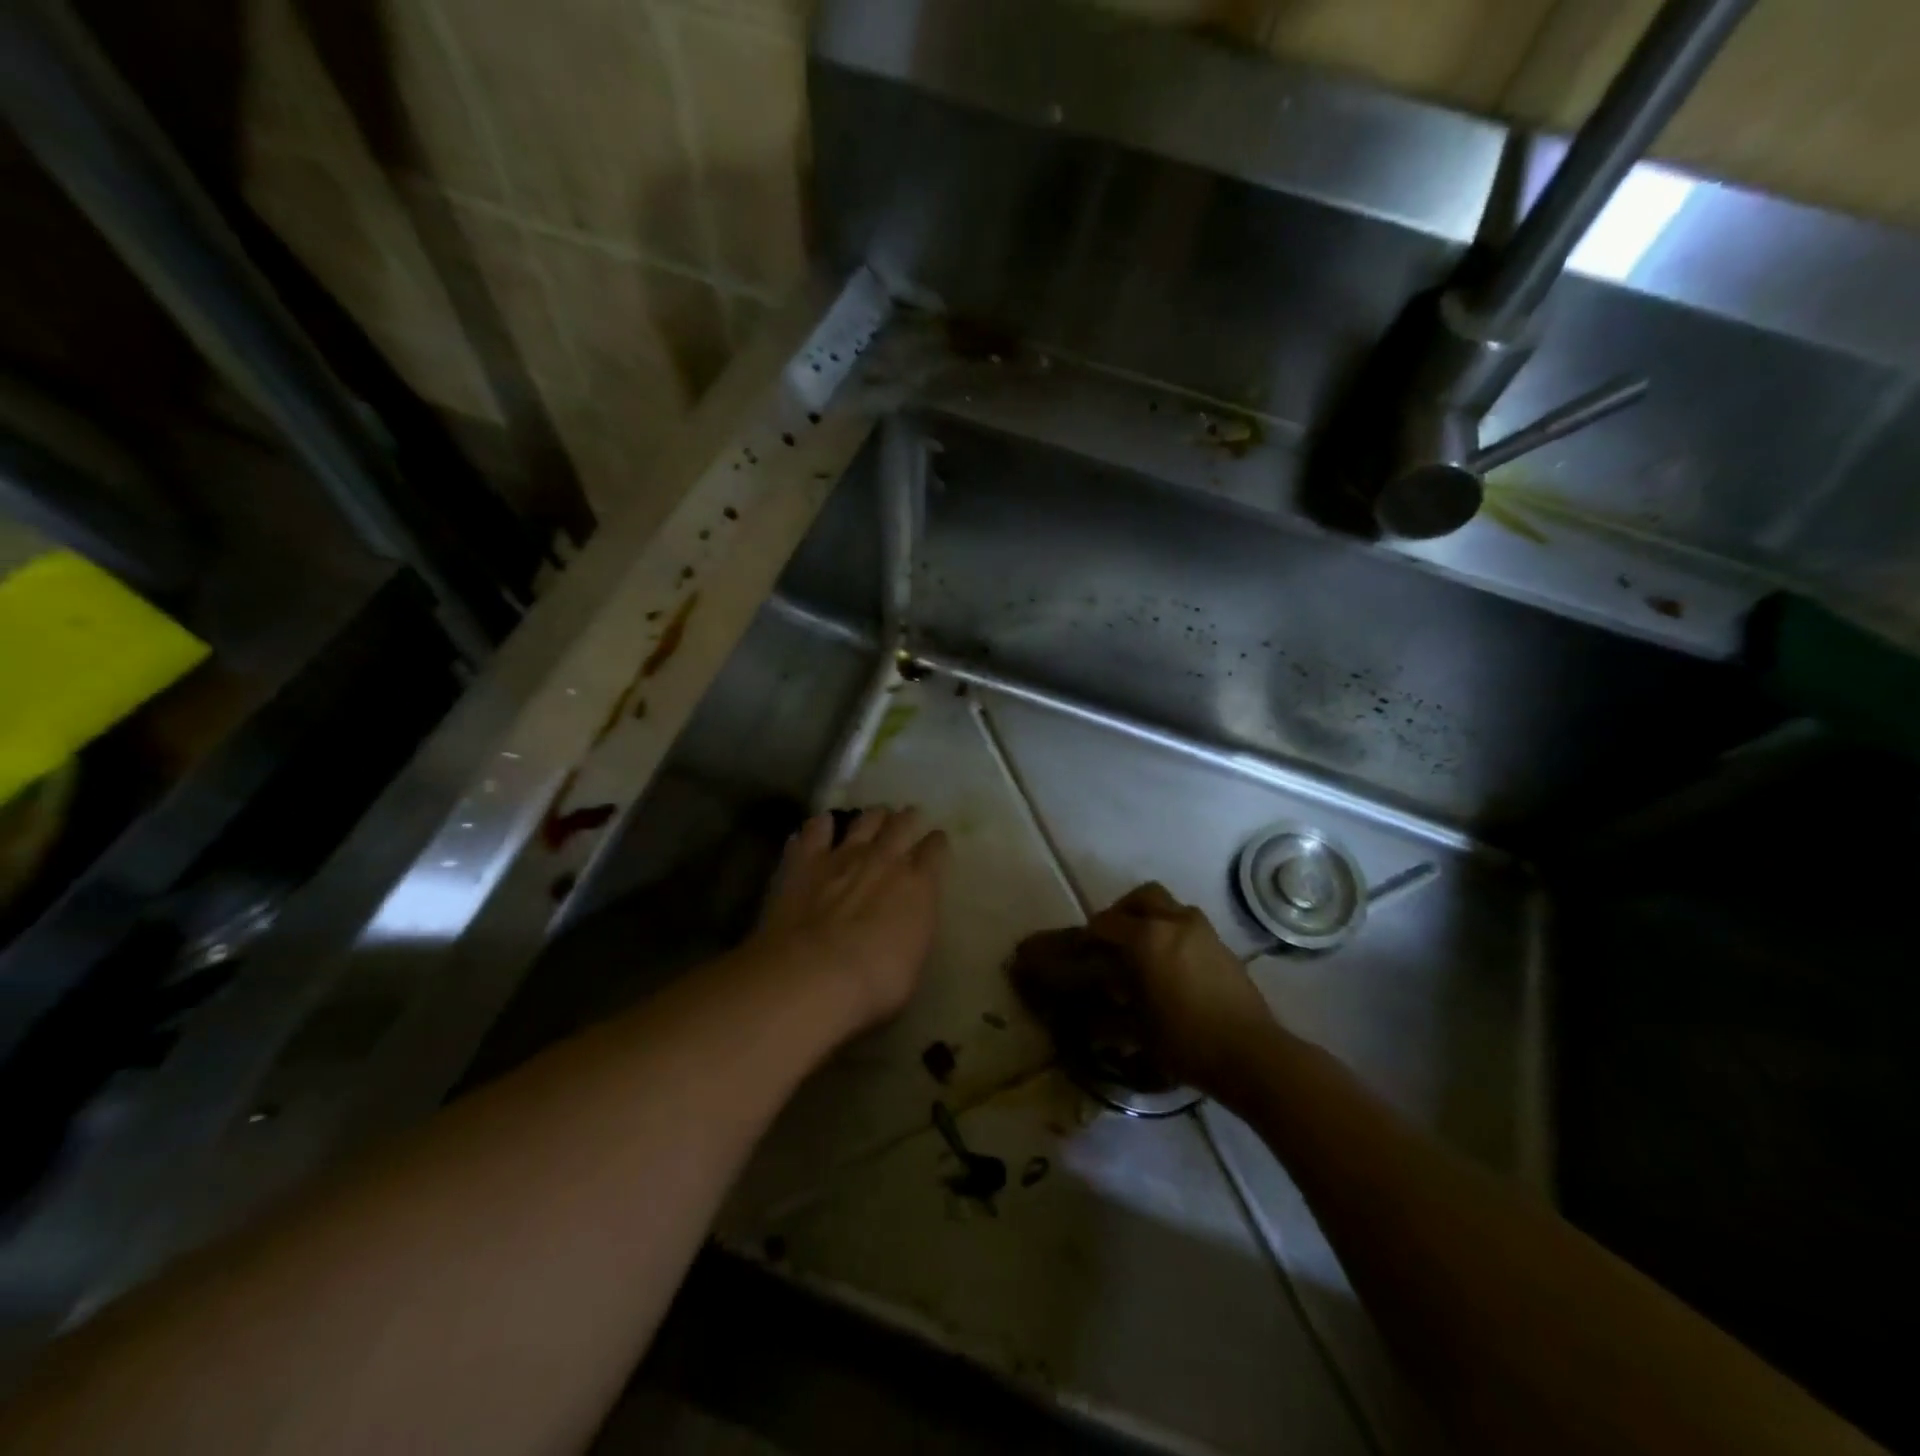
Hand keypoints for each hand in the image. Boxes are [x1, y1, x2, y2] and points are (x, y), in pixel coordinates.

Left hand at [754, 807, 949, 1032]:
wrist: (813, 975)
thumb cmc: (875, 983)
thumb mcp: (914, 963)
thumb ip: (914, 930)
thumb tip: (910, 920)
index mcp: (919, 884)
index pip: (935, 849)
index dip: (936, 843)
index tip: (936, 842)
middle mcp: (885, 859)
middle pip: (902, 823)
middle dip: (907, 819)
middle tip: (907, 818)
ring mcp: (843, 855)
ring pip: (864, 819)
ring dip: (872, 816)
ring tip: (873, 817)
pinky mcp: (805, 861)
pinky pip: (815, 829)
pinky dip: (821, 826)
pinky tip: (821, 827)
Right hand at [1086, 882, 1275, 1091]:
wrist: (1249, 1052)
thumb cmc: (1184, 1039)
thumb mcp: (1136, 1029)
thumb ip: (1109, 1011)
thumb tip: (1094, 1007)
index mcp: (1146, 937)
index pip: (1107, 922)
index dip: (1090, 934)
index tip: (1083, 949)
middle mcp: (1174, 922)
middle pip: (1143, 896)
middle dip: (1124, 910)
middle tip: (1114, 935)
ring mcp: (1203, 931)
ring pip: (1171, 906)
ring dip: (1153, 917)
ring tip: (1145, 948)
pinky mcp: (1222, 945)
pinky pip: (1190, 925)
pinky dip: (1175, 932)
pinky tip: (1172, 964)